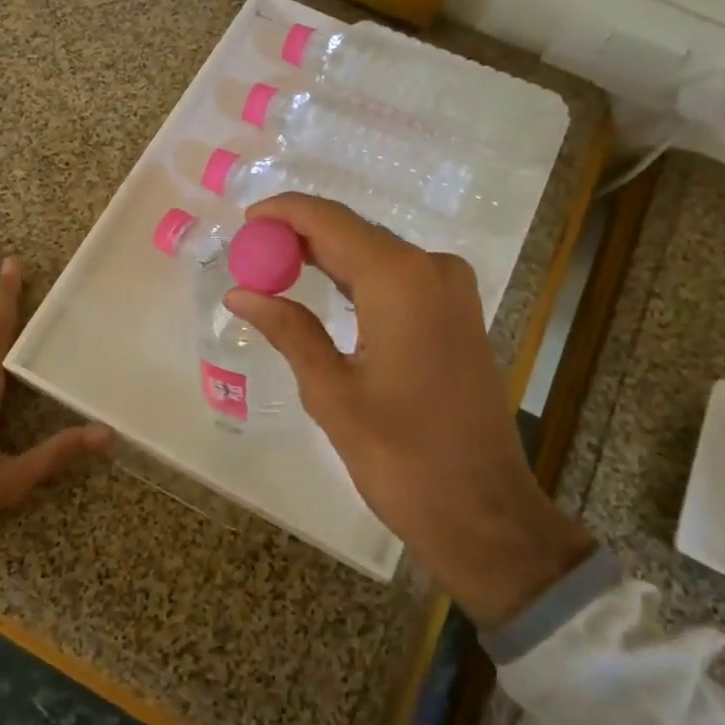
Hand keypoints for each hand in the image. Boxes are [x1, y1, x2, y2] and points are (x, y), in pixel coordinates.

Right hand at [225, 195, 594, 629]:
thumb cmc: (401, 455)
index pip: (329, 221)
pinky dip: (357, 278)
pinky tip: (324, 291)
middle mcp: (432, 268)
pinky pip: (399, 277)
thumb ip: (288, 329)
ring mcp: (452, 289)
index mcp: (399, 279)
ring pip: (376, 254)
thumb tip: (240, 292)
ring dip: (327, 257)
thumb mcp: (331, 391)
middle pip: (354, 233)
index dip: (285, 213)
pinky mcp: (459, 312)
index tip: (244, 220)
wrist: (483, 510)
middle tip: (251, 252)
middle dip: (300, 237)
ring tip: (275, 270)